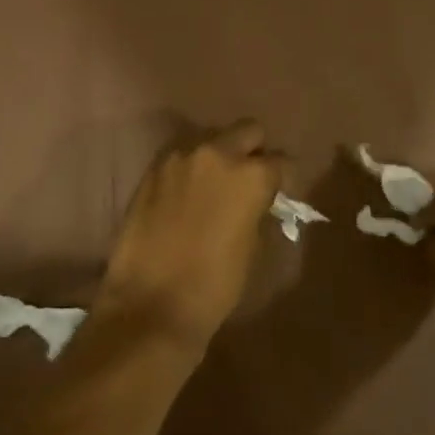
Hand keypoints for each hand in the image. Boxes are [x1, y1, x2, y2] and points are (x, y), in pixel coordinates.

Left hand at [94, 120, 284, 353]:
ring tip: (215, 186)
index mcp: (250, 174)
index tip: (279, 193)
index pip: (281, 161)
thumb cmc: (215, 284)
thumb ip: (257, 209)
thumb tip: (257, 200)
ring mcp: (178, 158)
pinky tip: (187, 194)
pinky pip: (180, 157)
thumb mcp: (252, 246)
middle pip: (247, 131)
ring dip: (218, 156)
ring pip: (210, 139)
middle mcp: (216, 153)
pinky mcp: (151, 171)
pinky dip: (190, 168)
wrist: (151, 303)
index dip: (283, 178)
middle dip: (253, 151)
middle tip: (249, 180)